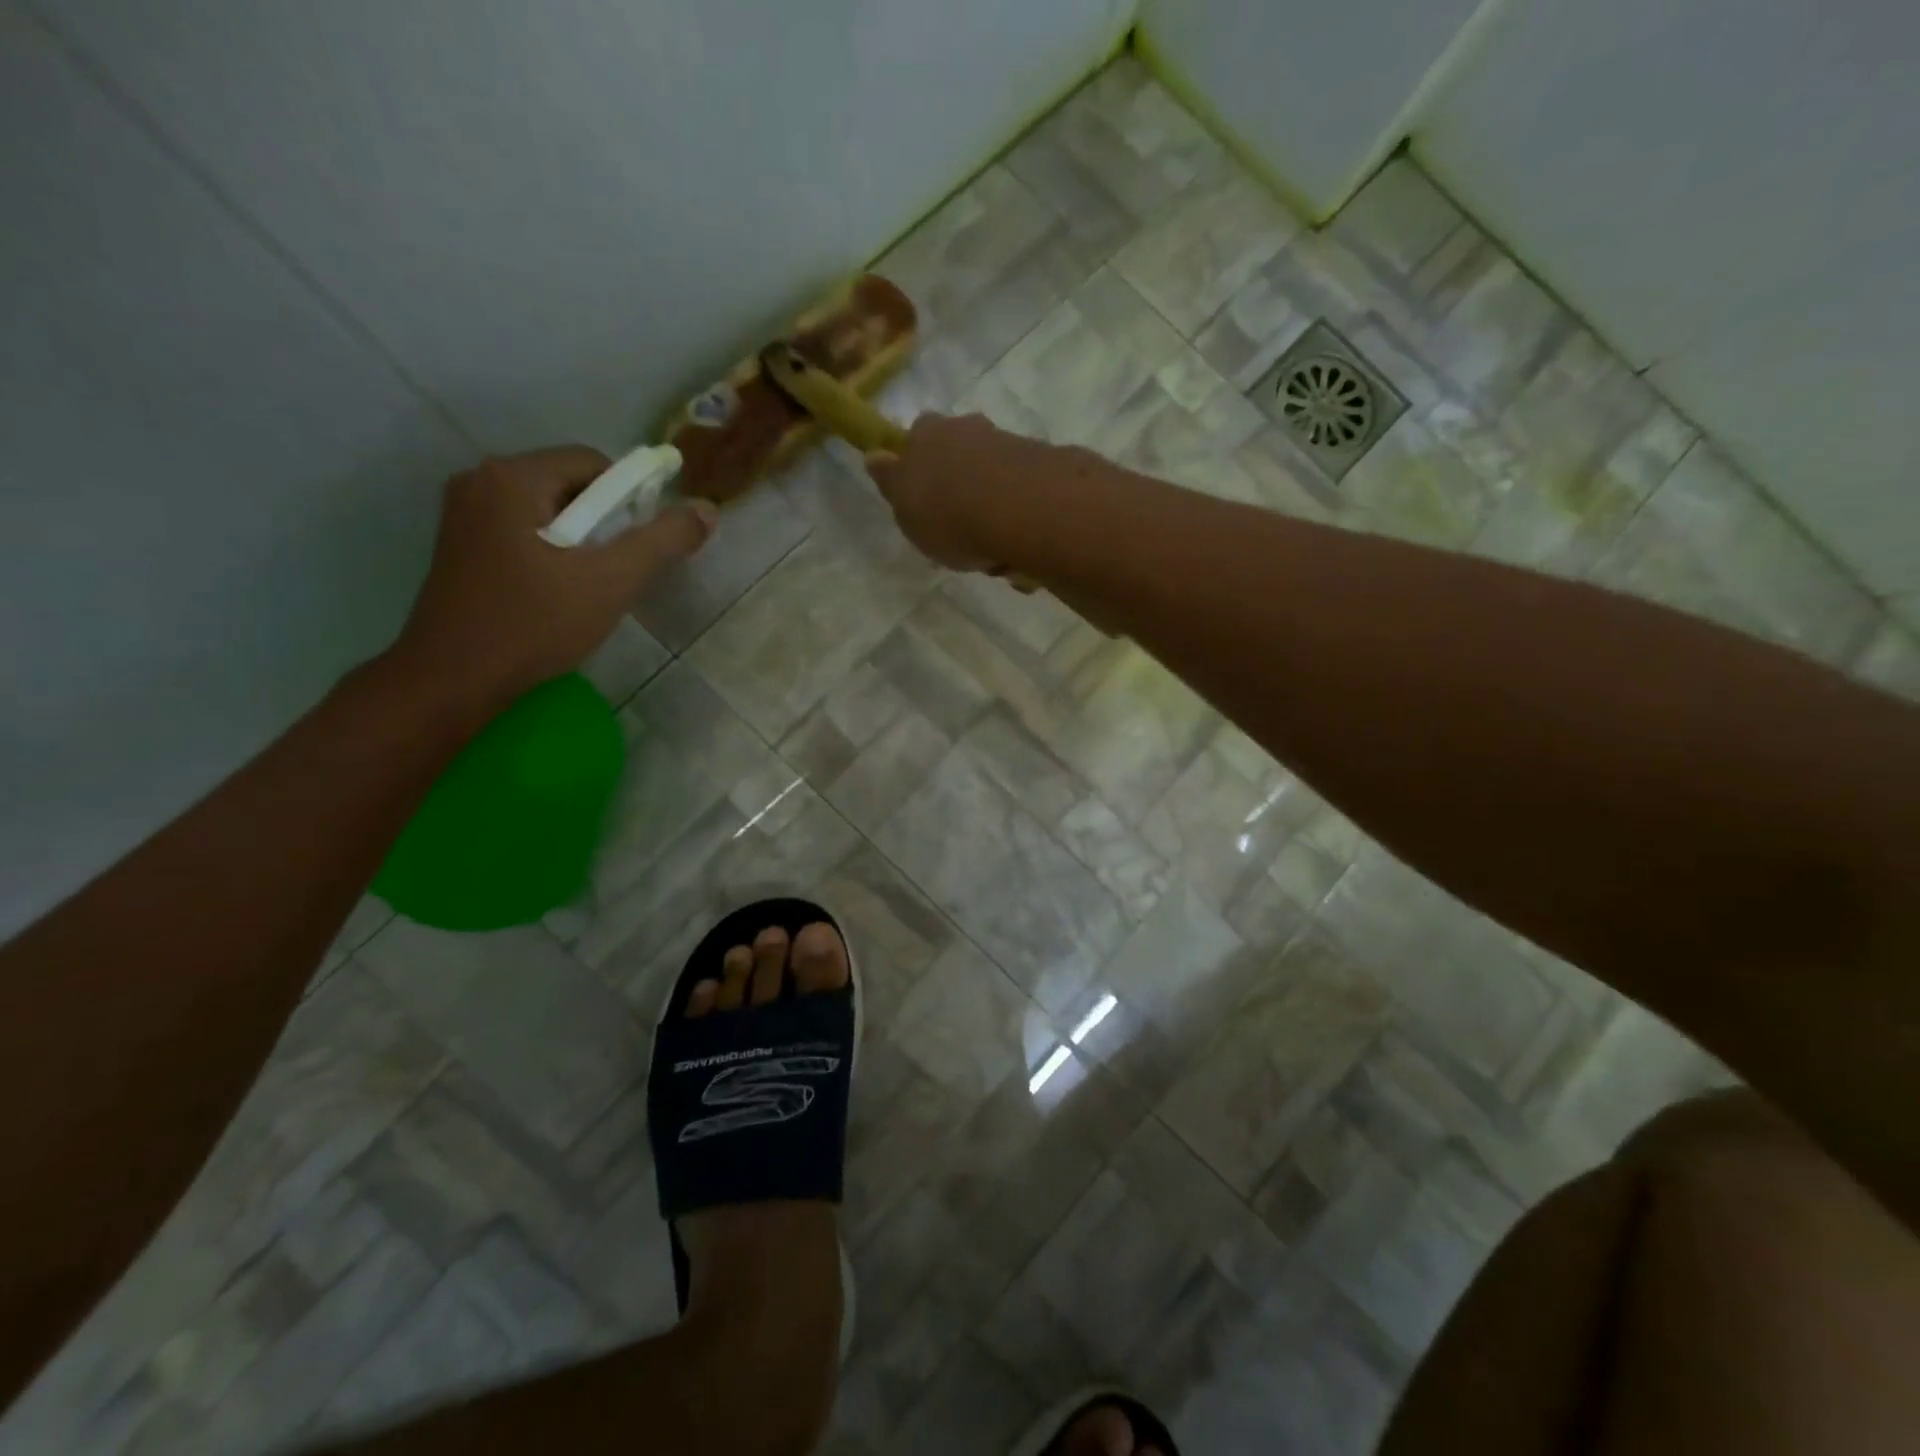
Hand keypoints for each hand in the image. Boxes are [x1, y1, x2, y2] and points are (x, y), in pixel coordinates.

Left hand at [391, 446, 715, 710]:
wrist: (455, 679)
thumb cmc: (535, 623)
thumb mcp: (612, 580)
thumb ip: (662, 540)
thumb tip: (707, 509)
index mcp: (512, 477)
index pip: (593, 462)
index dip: (630, 498)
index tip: (640, 545)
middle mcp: (480, 481)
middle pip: (570, 483)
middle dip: (605, 522)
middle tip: (617, 570)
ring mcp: (464, 513)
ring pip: (548, 510)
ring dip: (580, 539)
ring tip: (590, 585)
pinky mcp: (460, 545)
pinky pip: (523, 529)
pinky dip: (552, 550)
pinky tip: (557, 591)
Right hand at [862, 413, 1060, 572]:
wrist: (1018, 509)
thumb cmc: (947, 514)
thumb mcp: (905, 509)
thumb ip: (892, 483)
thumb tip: (876, 457)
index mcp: (926, 434)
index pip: (917, 437)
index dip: (921, 464)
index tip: (925, 499)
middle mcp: (968, 428)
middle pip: (961, 451)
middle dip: (962, 482)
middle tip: (963, 526)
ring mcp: (1008, 442)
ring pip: (994, 474)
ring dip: (993, 506)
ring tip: (995, 549)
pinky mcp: (1044, 464)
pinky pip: (1025, 493)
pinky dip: (1021, 516)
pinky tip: (1020, 545)